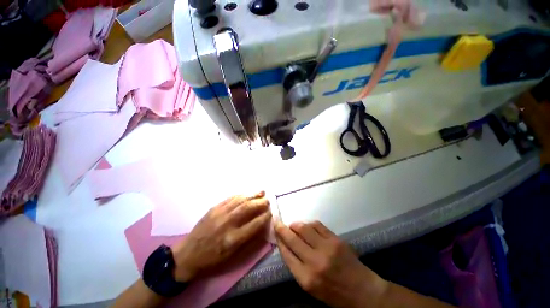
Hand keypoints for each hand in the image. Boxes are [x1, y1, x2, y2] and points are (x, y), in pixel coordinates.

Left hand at [172, 191, 270, 281]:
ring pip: (238, 201)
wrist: (190, 253)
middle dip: (260, 203)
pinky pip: (227, 200)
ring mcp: (218, 214)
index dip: (265, 217)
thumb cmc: (213, 259)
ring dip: (250, 195)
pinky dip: (238, 196)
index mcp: (234, 238)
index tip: (272, 213)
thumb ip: (248, 242)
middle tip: (268, 200)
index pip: (254, 224)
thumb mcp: (233, 256)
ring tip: (261, 192)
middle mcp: (227, 223)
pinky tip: (244, 194)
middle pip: (247, 209)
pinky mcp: (211, 210)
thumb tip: (261, 229)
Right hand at [275, 220, 388, 307]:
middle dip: (282, 230)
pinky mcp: (338, 241)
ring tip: (292, 225)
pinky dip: (311, 224)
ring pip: (305, 230)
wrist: (360, 289)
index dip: (279, 242)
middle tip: (277, 222)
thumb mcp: (309, 288)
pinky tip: (308, 226)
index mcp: (305, 277)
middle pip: (293, 240)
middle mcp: (314, 261)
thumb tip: (288, 250)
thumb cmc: (333, 293)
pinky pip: (320, 227)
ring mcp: (327, 249)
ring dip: (296, 225)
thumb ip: (297, 269)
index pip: (286, 254)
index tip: (274, 234)